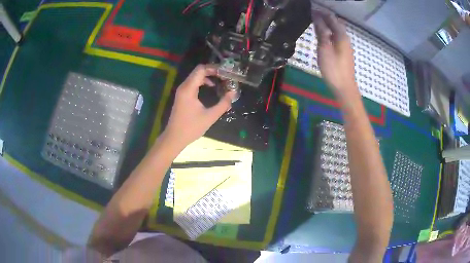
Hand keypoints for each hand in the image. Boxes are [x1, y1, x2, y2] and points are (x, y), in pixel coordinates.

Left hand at [162, 64, 233, 148]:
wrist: (174, 137)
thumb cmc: (191, 127)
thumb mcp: (210, 116)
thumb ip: (223, 104)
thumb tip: (233, 93)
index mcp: (189, 89)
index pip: (201, 69)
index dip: (214, 68)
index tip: (226, 72)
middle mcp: (184, 86)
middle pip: (198, 71)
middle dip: (212, 71)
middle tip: (226, 75)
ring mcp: (182, 91)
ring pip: (195, 76)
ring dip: (208, 76)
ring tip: (221, 80)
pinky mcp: (182, 96)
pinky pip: (193, 83)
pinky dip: (203, 82)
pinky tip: (211, 87)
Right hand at [312, 12, 358, 97]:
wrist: (344, 88)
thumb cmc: (333, 68)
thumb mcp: (324, 48)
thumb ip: (321, 31)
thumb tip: (316, 16)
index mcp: (341, 35)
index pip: (331, 18)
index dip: (321, 12)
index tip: (310, 9)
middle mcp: (345, 38)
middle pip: (335, 23)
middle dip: (324, 17)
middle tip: (311, 15)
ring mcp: (346, 46)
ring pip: (336, 30)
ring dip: (327, 25)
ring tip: (315, 23)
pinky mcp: (344, 53)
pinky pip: (336, 37)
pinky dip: (329, 33)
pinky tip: (323, 36)